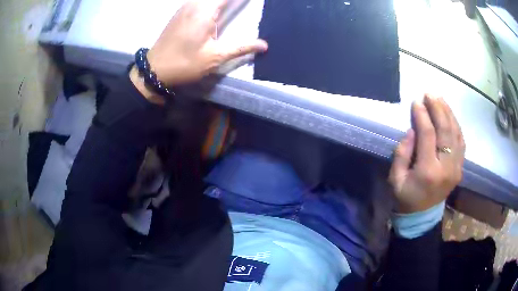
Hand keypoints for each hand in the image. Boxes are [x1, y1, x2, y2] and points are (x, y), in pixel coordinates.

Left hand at [148, 0, 266, 85]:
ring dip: (220, 1)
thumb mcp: (215, 57)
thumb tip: (264, 45)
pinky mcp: (180, 12)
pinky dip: (210, 2)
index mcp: (205, 11)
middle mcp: (195, 4)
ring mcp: (185, 6)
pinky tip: (217, 6)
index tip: (250, 1)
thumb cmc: (185, 63)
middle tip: (241, 4)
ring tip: (232, 4)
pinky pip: (199, 0)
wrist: (155, 69)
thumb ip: (241, 47)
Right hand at [389, 95, 465, 212]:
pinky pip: (461, 142)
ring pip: (456, 133)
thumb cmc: (406, 198)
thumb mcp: (395, 179)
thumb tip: (412, 130)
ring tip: (440, 99)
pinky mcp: (460, 168)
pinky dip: (456, 126)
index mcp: (428, 171)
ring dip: (448, 113)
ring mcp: (456, 168)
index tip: (416, 102)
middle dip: (437, 108)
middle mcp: (446, 167)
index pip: (428, 135)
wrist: (422, 216)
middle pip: (445, 130)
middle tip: (429, 94)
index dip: (422, 115)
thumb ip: (402, 153)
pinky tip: (450, 116)